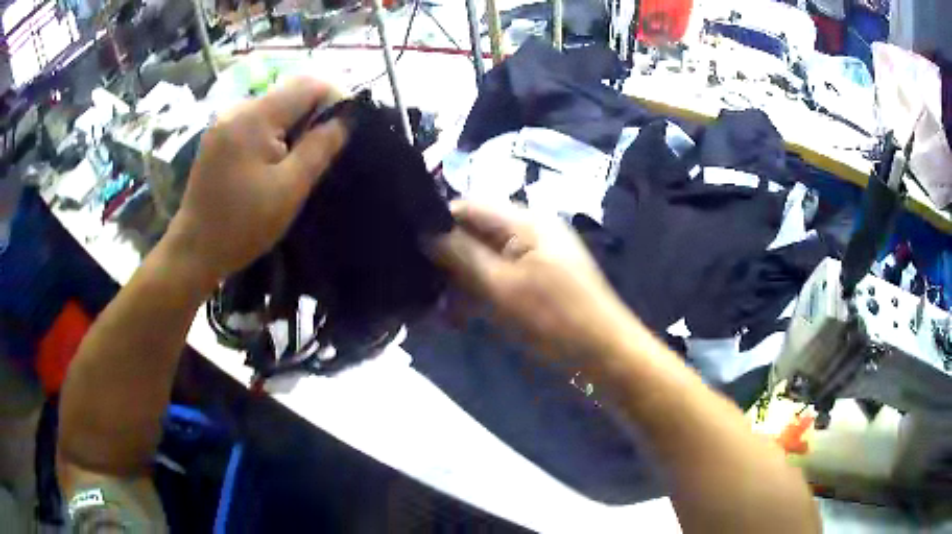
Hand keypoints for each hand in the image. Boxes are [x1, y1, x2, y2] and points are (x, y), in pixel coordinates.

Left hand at [164, 76, 346, 288]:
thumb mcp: (289, 189)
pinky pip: (255, 120)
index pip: (308, 85)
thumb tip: (345, 118)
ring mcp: (223, 121)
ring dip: (292, 125)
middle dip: (312, 114)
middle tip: (320, 151)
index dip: (334, 98)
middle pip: (289, 93)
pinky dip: (273, 133)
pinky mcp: (217, 135)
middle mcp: (237, 109)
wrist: (194, 250)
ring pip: (273, 107)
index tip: (344, 129)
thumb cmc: (242, 225)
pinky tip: (271, 162)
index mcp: (254, 117)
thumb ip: (320, 147)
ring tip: (295, 161)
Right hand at [432, 201, 639, 364]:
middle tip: (425, 292)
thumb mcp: (502, 288)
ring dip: (463, 282)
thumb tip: (426, 232)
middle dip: (449, 260)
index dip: (439, 224)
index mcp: (526, 221)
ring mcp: (538, 255)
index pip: (470, 206)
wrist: (607, 355)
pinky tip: (463, 317)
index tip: (411, 252)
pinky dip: (482, 293)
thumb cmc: (556, 320)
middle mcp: (532, 230)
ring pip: (487, 258)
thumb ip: (462, 256)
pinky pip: (502, 276)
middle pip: (477, 232)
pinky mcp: (540, 279)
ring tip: (441, 313)